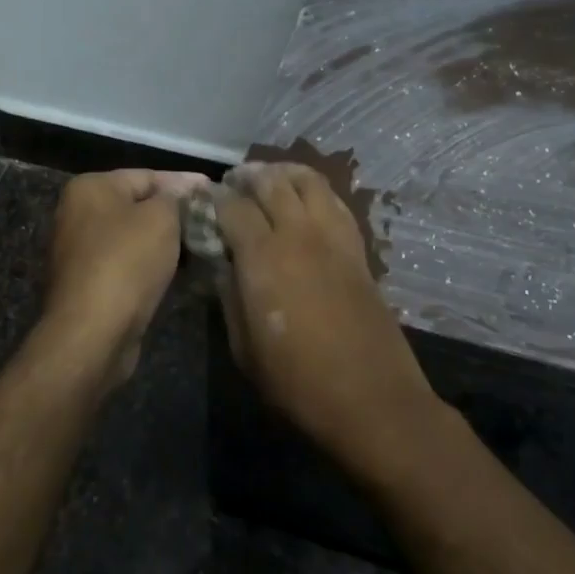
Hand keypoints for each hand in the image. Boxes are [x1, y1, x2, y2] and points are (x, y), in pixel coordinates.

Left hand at [44, 168, 210, 384]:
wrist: (93, 333)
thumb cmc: (127, 262)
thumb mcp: (161, 218)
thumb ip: (176, 197)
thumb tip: (184, 190)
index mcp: (90, 188)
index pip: (147, 176)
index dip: (184, 184)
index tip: (215, 191)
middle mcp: (79, 214)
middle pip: (139, 207)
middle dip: (176, 214)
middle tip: (213, 220)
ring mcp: (82, 251)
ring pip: (136, 238)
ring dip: (168, 243)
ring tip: (205, 246)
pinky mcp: (90, 284)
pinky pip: (130, 265)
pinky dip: (154, 266)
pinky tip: (183, 272)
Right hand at [216, 162, 438, 474]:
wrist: (372, 399)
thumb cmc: (298, 383)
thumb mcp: (244, 348)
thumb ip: (229, 296)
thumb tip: (222, 263)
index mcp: (263, 256)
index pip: (232, 206)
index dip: (213, 199)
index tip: (202, 201)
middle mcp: (299, 233)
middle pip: (271, 181)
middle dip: (247, 176)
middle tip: (232, 184)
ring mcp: (334, 237)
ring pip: (309, 181)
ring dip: (283, 174)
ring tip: (268, 180)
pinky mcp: (358, 248)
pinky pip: (335, 202)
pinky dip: (314, 191)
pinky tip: (305, 202)